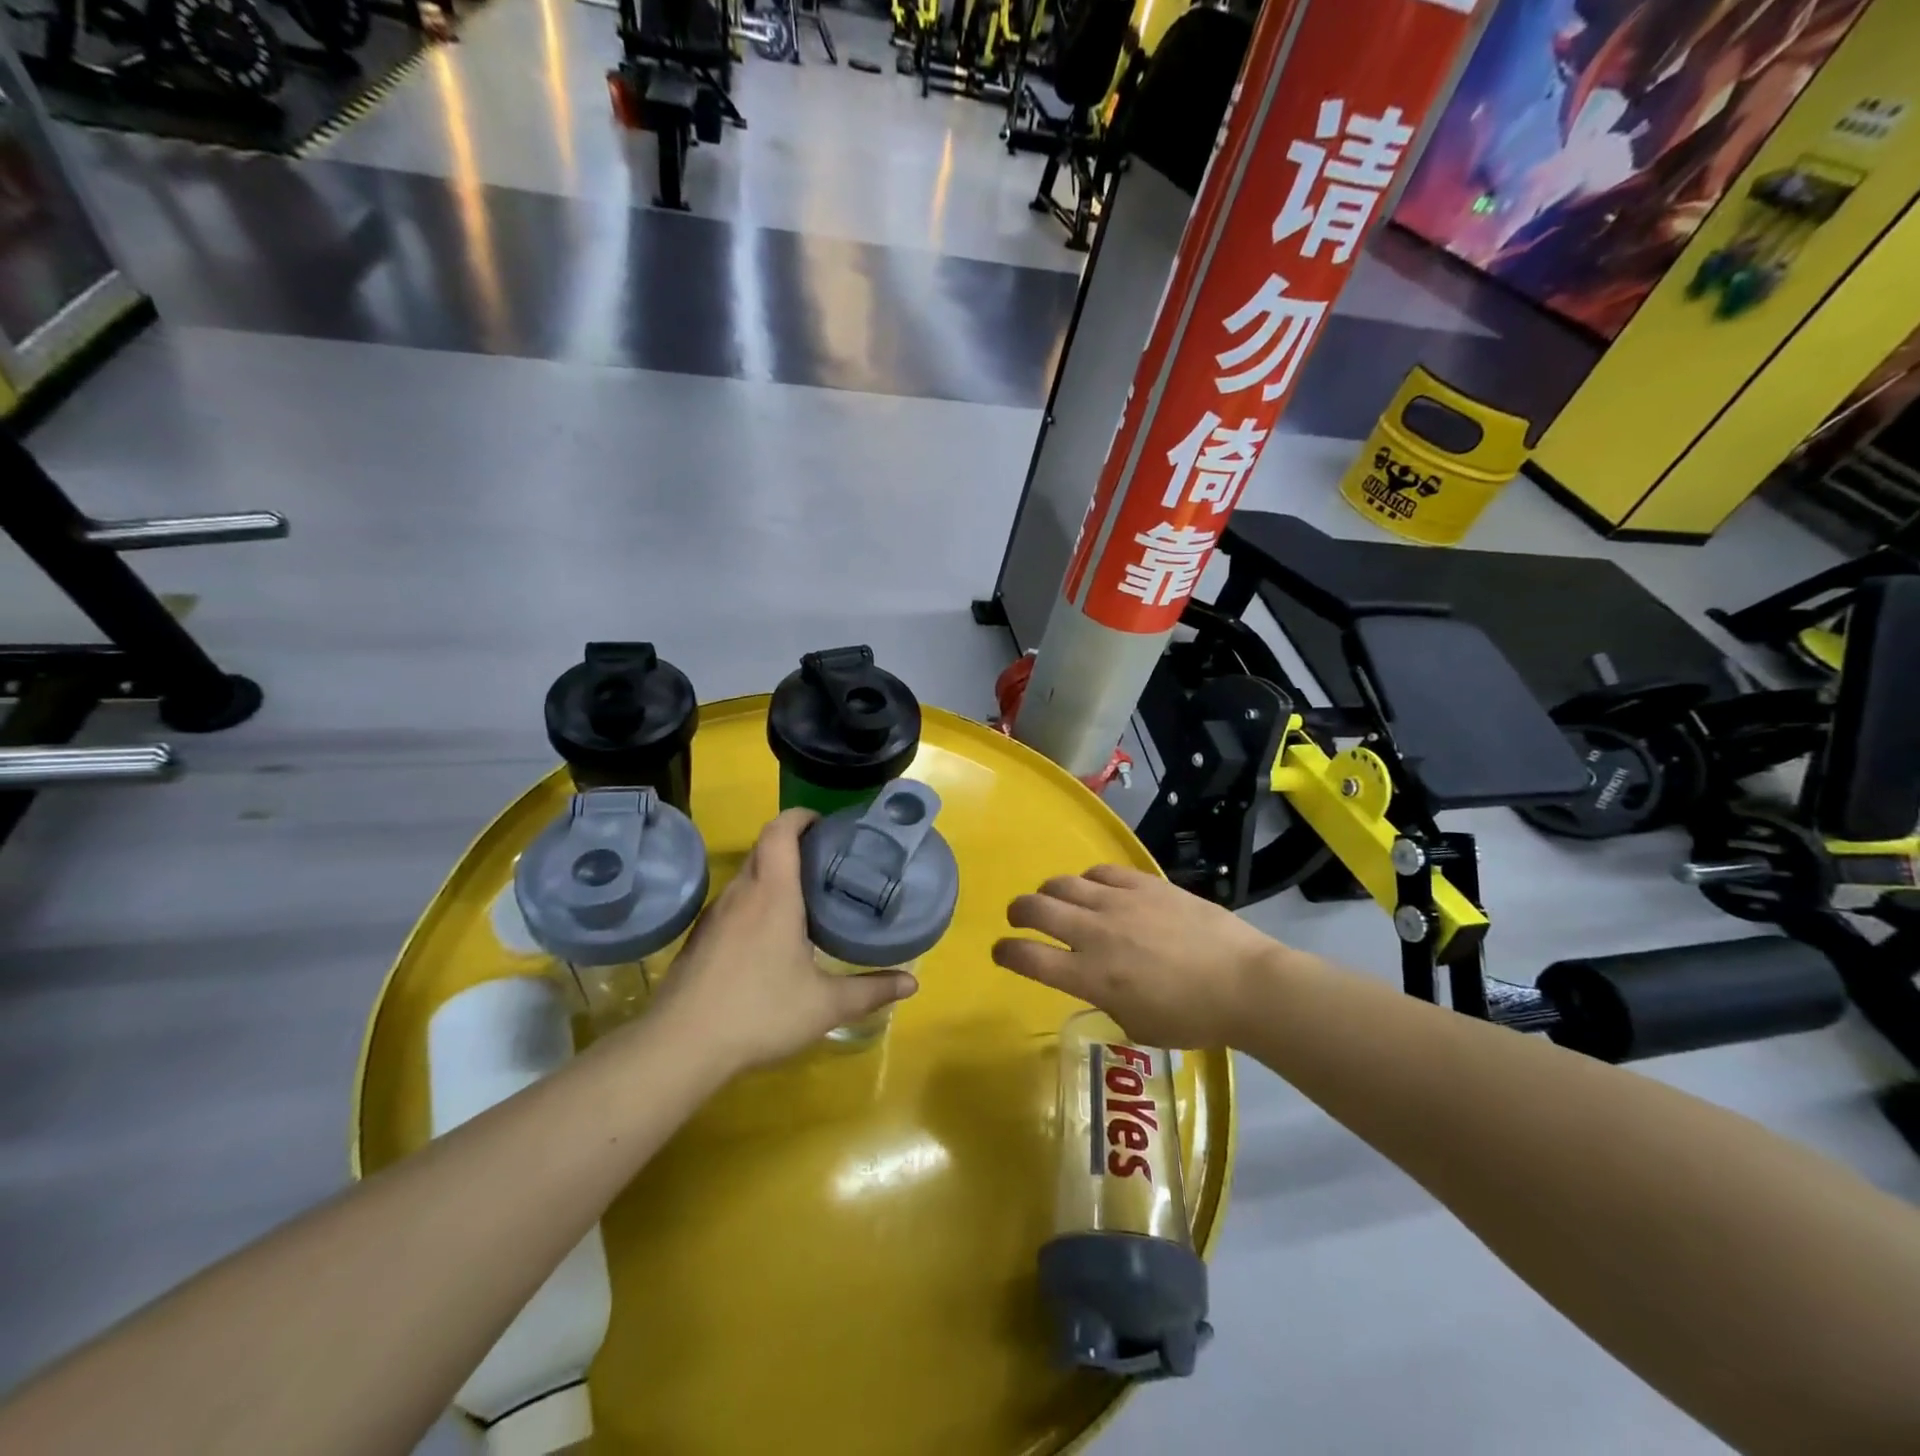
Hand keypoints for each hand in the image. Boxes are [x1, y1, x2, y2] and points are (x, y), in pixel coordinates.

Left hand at [651, 809, 917, 1072]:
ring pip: (748, 877)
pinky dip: (755, 901)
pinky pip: (733, 903)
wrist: (680, 1046)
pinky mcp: (699, 938)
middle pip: (765, 848)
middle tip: (828, 862)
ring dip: (774, 874)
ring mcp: (715, 915)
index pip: (781, 830)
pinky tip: (770, 937)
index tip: (825, 824)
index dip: (801, 816)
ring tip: (805, 897)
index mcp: (773, 893)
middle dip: (795, 844)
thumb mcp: (825, 1005)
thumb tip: (912, 984)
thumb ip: (871, 990)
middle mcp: (741, 893)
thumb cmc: (759, 1013)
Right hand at [992, 864, 1282, 1048]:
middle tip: (1019, 918)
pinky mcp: (1143, 883)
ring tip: (1054, 899)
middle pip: (1035, 909)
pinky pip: (1100, 871)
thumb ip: (1106, 1000)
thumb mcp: (1137, 1026)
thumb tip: (1097, 983)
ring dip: (1049, 892)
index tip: (1001, 951)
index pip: (1028, 957)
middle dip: (1018, 913)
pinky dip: (1088, 880)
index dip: (1005, 952)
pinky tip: (1095, 888)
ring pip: (1063, 883)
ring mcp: (1119, 903)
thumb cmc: (1192, 1018)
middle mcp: (1094, 933)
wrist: (1244, 983)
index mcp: (1090, 976)